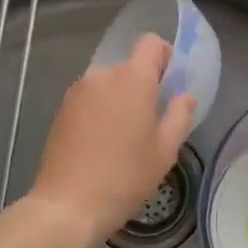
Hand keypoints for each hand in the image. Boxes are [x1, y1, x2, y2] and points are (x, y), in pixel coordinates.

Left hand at [24, 34, 197, 247]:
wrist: (68, 204)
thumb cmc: (125, 176)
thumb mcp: (164, 150)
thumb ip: (179, 115)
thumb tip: (185, 95)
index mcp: (133, 78)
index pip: (150, 43)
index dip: (164, 56)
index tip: (169, 84)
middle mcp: (103, 75)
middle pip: (129, 66)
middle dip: (143, 85)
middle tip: (150, 120)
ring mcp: (78, 90)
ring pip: (108, 83)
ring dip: (120, 98)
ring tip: (124, 136)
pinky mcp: (62, 108)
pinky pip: (90, 97)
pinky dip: (100, 109)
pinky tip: (101, 142)